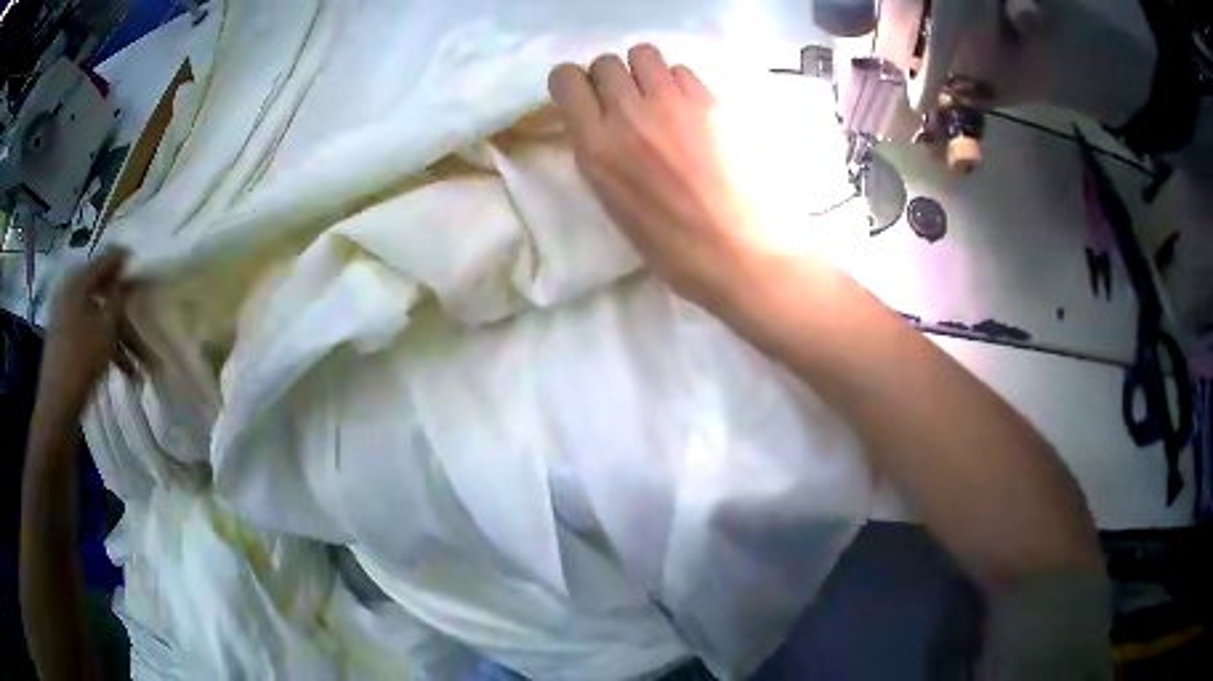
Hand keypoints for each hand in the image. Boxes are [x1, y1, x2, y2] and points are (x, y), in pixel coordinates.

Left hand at [38, 250, 151, 413]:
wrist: (57, 404)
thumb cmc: (82, 359)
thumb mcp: (107, 327)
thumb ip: (120, 299)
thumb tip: (130, 278)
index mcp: (78, 281)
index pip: (106, 259)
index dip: (124, 261)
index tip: (142, 267)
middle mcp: (69, 292)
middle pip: (101, 292)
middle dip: (122, 310)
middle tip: (140, 319)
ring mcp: (64, 317)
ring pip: (96, 318)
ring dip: (117, 338)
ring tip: (136, 365)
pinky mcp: (63, 340)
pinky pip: (87, 333)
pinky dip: (103, 346)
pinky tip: (120, 368)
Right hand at [548, 44, 772, 309]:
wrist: (738, 253)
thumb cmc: (672, 246)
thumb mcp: (612, 201)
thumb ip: (599, 152)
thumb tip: (600, 122)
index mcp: (597, 147)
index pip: (566, 79)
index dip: (573, 84)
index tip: (585, 98)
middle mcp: (630, 114)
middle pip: (606, 62)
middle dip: (610, 77)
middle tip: (626, 103)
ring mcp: (674, 104)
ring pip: (645, 54)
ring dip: (645, 72)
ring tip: (659, 101)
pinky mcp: (711, 102)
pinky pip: (683, 71)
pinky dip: (680, 84)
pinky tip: (692, 112)